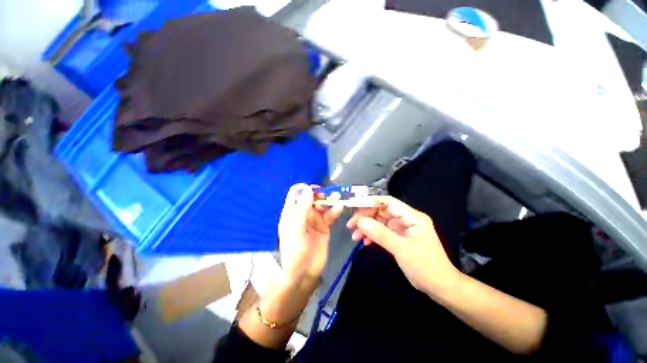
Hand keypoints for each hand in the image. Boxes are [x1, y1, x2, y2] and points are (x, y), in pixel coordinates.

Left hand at [277, 183, 342, 293]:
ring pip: (322, 205)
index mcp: (291, 212)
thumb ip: (302, 208)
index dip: (304, 188)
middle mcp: (303, 213)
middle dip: (319, 194)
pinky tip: (339, 208)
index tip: (313, 189)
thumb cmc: (295, 250)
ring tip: (336, 198)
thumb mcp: (296, 228)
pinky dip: (334, 211)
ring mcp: (314, 219)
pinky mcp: (324, 226)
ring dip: (329, 200)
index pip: (295, 193)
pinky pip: (330, 215)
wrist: (304, 273)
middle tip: (326, 195)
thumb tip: (308, 188)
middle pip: (311, 197)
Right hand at [346, 196, 460, 295]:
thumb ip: (380, 234)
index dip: (370, 202)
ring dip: (366, 228)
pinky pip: (381, 232)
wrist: (440, 287)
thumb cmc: (426, 267)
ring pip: (379, 222)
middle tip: (351, 225)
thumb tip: (360, 221)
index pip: (388, 202)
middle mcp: (406, 219)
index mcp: (412, 217)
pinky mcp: (397, 238)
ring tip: (355, 236)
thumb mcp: (402, 249)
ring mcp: (401, 229)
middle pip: (381, 211)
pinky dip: (372, 236)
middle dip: (365, 217)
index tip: (354, 207)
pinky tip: (364, 242)